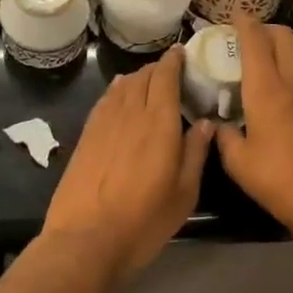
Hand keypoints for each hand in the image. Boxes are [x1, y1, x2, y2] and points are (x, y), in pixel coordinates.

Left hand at [41, 47, 213, 281]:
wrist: (86, 239)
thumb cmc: (143, 221)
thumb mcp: (183, 194)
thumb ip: (196, 153)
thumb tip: (206, 123)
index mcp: (160, 123)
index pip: (166, 77)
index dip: (173, 61)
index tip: (182, 53)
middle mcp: (131, 113)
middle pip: (144, 77)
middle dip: (158, 68)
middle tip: (171, 71)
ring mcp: (104, 122)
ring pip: (123, 85)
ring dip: (138, 77)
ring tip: (149, 80)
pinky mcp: (86, 135)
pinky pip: (105, 100)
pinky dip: (117, 90)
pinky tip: (120, 93)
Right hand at [216, 18, 292, 247]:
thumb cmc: (281, 181)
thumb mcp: (239, 164)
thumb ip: (224, 137)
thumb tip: (217, 125)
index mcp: (267, 89)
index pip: (256, 41)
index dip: (244, 23)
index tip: (234, 16)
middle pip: (283, 36)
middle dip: (264, 28)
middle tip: (247, 37)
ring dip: (282, 44)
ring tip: (266, 57)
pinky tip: (286, 83)